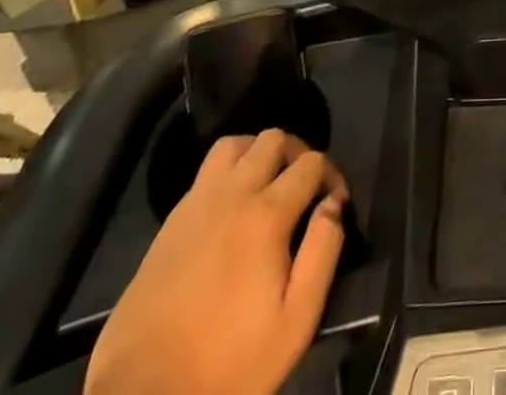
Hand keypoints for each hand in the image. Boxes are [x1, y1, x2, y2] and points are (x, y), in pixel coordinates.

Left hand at [85, 130, 348, 394]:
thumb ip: (323, 254)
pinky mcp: (170, 223)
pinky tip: (230, 208)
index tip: (335, 204)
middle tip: (303, 188)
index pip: (311, 163)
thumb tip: (333, 206)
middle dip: (297, 153)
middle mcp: (233, 194)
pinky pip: (206, 172)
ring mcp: (196, 204)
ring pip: (234, 144)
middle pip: (273, 139)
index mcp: (267, 215)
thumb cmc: (227, 365)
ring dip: (257, 153)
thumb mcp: (294, 324)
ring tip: (267, 185)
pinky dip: (228, 173)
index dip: (332, 176)